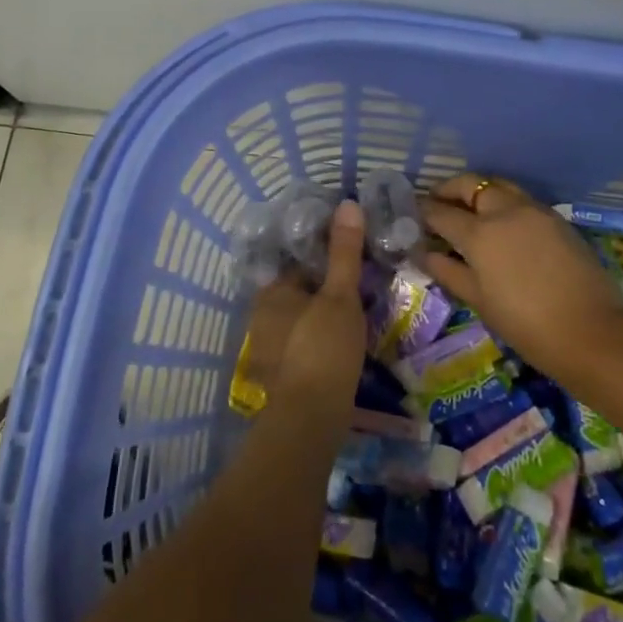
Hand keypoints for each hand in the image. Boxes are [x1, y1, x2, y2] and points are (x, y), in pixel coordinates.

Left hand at [239, 200, 367, 414]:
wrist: (311, 417)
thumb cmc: (324, 347)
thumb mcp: (340, 295)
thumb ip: (344, 251)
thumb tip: (348, 203)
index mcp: (271, 292)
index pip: (298, 264)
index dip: (325, 260)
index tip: (352, 262)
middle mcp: (261, 316)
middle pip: (298, 292)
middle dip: (324, 291)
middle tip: (360, 290)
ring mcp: (267, 348)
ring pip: (300, 320)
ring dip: (322, 318)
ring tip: (357, 318)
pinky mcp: (280, 375)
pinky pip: (302, 345)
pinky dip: (319, 342)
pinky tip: (343, 348)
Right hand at [420, 176, 622, 381]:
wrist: (592, 333)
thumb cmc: (526, 324)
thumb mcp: (479, 300)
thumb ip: (447, 271)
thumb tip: (422, 253)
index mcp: (480, 232)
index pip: (440, 212)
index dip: (422, 212)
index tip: (412, 215)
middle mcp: (505, 211)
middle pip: (471, 184)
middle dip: (449, 190)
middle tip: (437, 203)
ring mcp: (535, 211)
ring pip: (499, 186)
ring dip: (479, 192)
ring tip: (469, 211)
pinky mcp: (557, 219)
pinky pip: (522, 200)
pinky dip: (504, 203)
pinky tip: (502, 226)